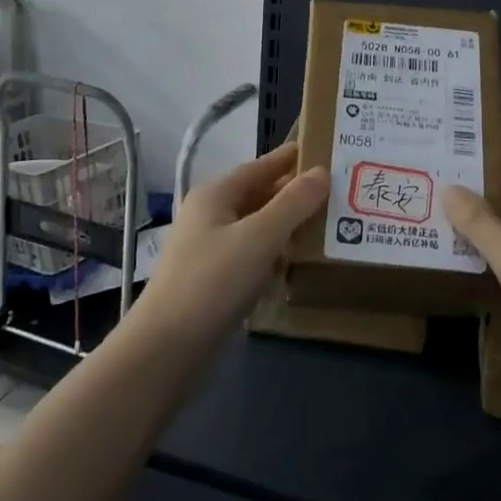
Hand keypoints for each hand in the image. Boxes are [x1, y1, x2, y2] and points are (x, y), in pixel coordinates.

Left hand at [133, 141, 326, 352]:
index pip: (260, 166)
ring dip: (286, 225)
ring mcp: (208, 249)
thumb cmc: (214, 282)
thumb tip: (322, 171)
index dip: (290, 158)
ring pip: (255, 227)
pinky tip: (295, 262)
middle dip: (293, 193)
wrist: (166, 350)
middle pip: (258, 195)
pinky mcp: (212, 281)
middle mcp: (209, 215)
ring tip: (325, 224)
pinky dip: (273, 253)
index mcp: (215, 194)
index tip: (323, 150)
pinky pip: (250, 255)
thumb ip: (294, 203)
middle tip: (335, 190)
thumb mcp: (260, 237)